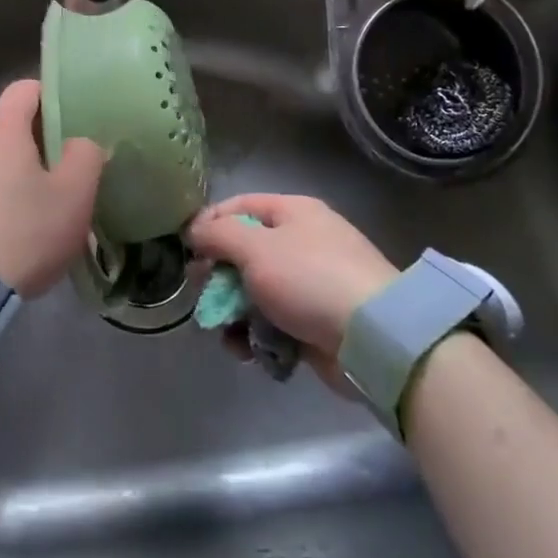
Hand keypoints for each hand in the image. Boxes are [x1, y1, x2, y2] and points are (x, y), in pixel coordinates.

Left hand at [0, 79, 104, 296]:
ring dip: (15, 170)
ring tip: (40, 201)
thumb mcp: (74, 195)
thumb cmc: (25, 231)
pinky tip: (12, 226)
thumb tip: (81, 143)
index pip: (26, 88)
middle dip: (37, 139)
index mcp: (0, 128)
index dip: (53, 96)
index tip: (75, 120)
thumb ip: (85, 156)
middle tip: (66, 165)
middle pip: (8, 123)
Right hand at [187, 194, 398, 388]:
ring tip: (227, 334)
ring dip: (235, 313)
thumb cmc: (308, 279)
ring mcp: (312, 284)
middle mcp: (303, 242)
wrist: (372, 338)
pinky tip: (249, 352)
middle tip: (202, 296)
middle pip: (246, 252)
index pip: (240, 206)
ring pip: (257, 292)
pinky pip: (276, 323)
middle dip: (220, 277)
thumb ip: (218, 235)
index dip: (209, 224)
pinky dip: (259, 336)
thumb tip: (194, 229)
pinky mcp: (317, 323)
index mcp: (293, 212)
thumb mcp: (255, 248)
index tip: (186, 250)